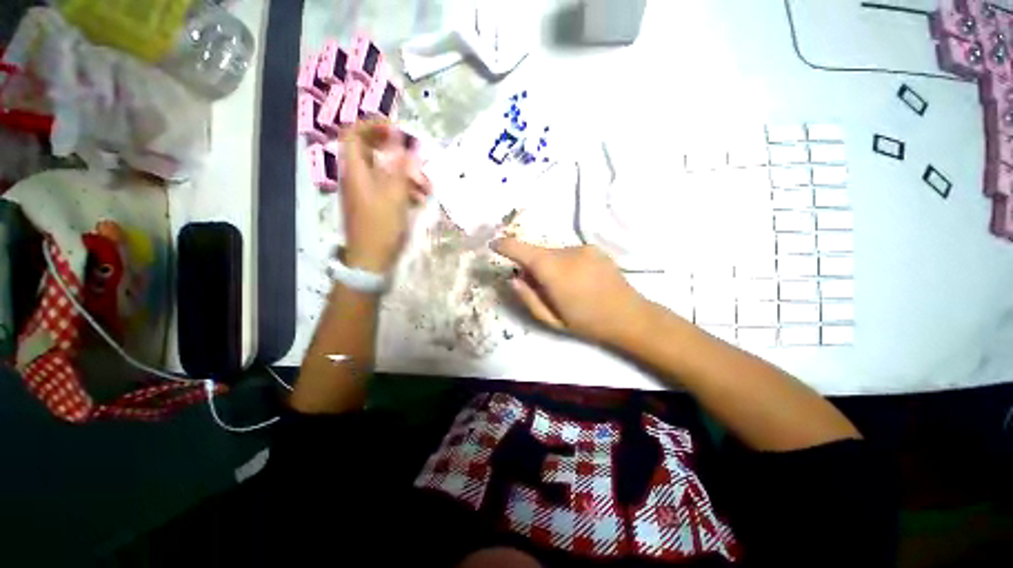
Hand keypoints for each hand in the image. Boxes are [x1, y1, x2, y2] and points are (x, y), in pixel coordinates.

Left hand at [340, 120, 430, 272]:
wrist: (370, 259)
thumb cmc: (381, 226)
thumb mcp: (394, 195)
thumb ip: (401, 166)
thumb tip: (406, 140)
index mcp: (355, 170)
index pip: (354, 134)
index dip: (373, 126)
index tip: (397, 129)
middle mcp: (357, 177)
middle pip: (373, 152)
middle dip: (398, 154)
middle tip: (417, 160)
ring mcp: (366, 192)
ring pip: (385, 172)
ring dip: (407, 175)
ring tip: (427, 187)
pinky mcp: (375, 205)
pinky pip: (389, 188)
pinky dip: (405, 189)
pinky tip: (420, 199)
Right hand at [492, 238, 647, 345]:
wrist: (629, 316)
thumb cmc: (587, 322)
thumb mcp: (551, 319)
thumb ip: (527, 297)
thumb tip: (513, 279)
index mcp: (553, 270)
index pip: (522, 250)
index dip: (505, 246)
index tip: (494, 245)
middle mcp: (566, 252)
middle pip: (538, 253)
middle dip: (532, 266)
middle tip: (540, 287)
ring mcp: (583, 248)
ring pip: (554, 253)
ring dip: (550, 266)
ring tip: (565, 287)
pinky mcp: (594, 248)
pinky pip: (569, 253)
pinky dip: (565, 263)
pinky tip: (579, 280)